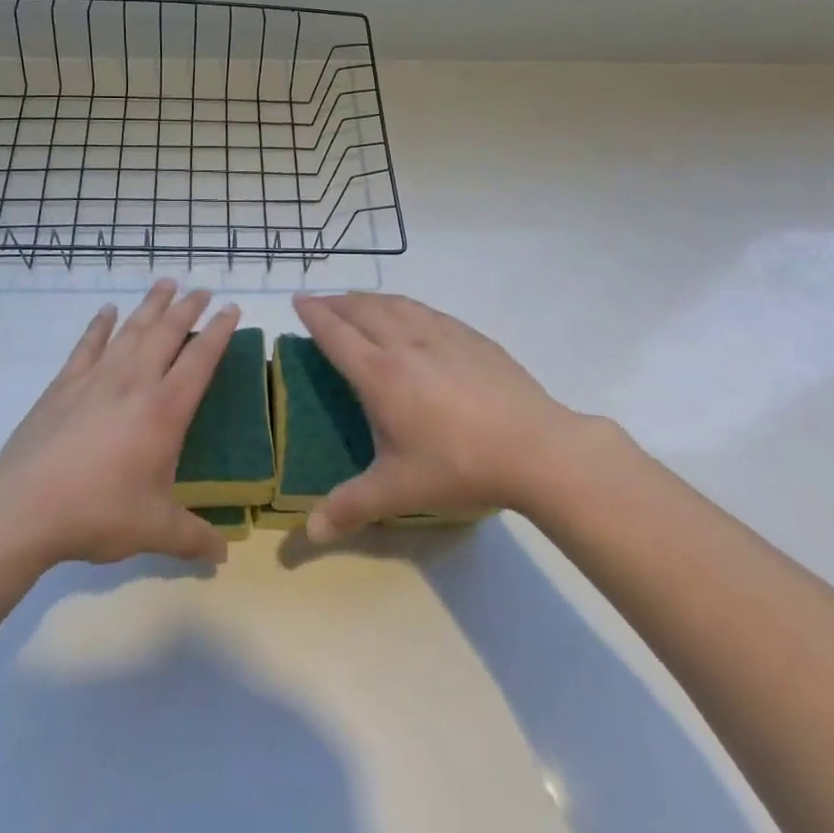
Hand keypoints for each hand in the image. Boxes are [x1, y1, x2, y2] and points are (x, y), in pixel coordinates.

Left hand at [0, 280, 238, 567]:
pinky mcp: (64, 384)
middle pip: (167, 332)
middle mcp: (135, 382)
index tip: (232, 309)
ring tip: (166, 283)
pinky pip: (87, 344)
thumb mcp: (154, 529)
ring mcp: (97, 378)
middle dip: (188, 308)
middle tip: (203, 289)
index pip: (200, 359)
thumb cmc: (98, 513)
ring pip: (131, 329)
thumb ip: (193, 539)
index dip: (220, 332)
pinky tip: (107, 311)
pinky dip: (100, 325)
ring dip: (151, 304)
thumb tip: (224, 558)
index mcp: (165, 410)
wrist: (25, 508)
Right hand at [291, 292, 584, 542]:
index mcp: (380, 374)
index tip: (298, 301)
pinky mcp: (470, 336)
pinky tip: (408, 314)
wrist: (535, 447)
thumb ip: (351, 507)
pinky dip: (402, 304)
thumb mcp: (399, 490)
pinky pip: (425, 309)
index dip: (314, 315)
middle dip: (336, 302)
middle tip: (320, 302)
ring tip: (357, 302)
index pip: (336, 334)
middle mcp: (405, 342)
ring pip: (395, 303)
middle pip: (362, 310)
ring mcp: (441, 334)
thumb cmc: (459, 465)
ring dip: (368, 298)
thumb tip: (309, 534)